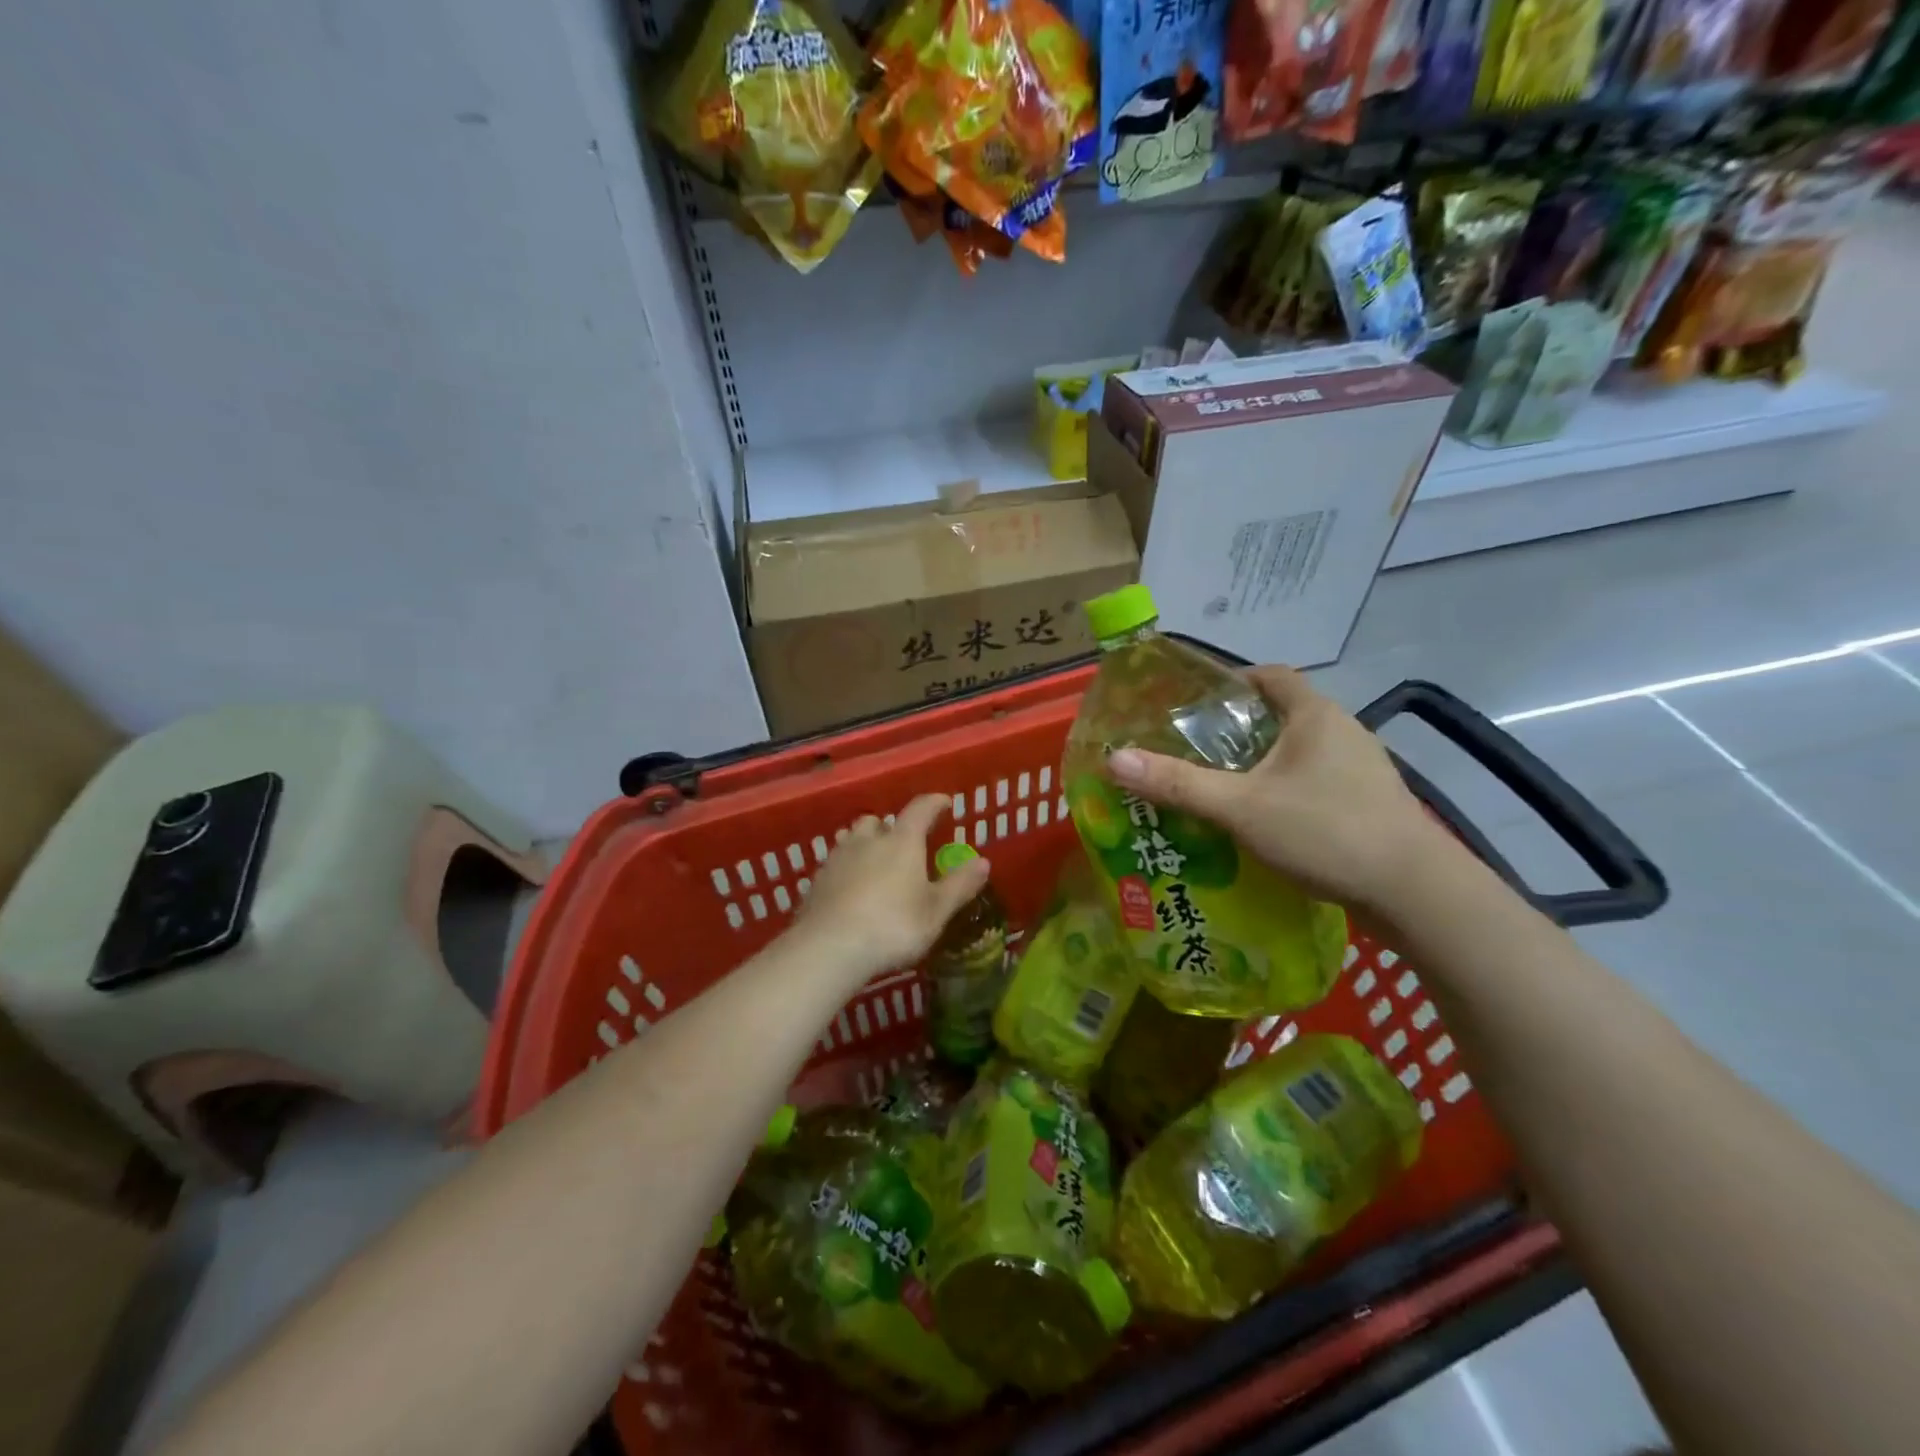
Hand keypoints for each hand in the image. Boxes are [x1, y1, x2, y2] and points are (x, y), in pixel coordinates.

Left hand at [789, 794, 991, 985]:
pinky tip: (849, 889)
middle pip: (877, 821)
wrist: (829, 948)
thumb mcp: (936, 911)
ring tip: (873, 861)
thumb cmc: (893, 926)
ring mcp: (837, 859)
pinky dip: (845, 869)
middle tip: (902, 841)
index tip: (944, 802)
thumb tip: (983, 862)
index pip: (920, 809)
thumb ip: (959, 885)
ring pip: (851, 838)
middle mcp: (867, 841)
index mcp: (902, 842)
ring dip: (863, 844)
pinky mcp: (817, 881)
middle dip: (891, 826)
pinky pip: (834, 864)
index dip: (934, 803)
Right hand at [1107, 666, 1456, 914]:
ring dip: (1262, 764)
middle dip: (1238, 729)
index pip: (1270, 675)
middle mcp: (1343, 732)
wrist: (1416, 893)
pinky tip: (1262, 824)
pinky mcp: (1369, 805)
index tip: (1195, 703)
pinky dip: (1285, 792)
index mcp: (1315, 715)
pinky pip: (1315, 784)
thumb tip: (1113, 759)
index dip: (1232, 682)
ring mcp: (1361, 770)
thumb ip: (1177, 784)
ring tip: (1219, 788)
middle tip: (1193, 751)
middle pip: (1282, 715)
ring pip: (1299, 753)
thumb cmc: (1326, 831)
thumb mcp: (1240, 807)